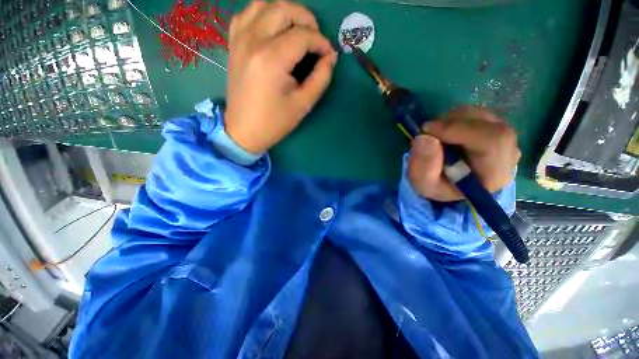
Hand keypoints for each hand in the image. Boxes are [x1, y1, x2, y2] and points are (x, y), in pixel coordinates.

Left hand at [224, 1, 337, 153]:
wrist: (244, 130)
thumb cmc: (275, 122)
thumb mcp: (303, 104)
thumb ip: (321, 78)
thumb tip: (330, 57)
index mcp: (272, 59)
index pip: (303, 35)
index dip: (321, 43)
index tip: (329, 56)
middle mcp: (253, 41)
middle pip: (284, 9)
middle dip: (307, 20)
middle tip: (316, 40)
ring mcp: (239, 39)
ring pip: (264, 4)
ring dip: (286, 12)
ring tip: (297, 31)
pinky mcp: (233, 43)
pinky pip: (247, 14)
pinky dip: (264, 14)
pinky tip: (273, 29)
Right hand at [408, 106, 519, 201]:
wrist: (451, 184)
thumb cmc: (438, 186)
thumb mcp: (424, 183)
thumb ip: (424, 166)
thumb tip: (424, 137)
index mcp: (494, 174)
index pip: (492, 142)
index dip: (459, 130)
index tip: (427, 130)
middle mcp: (508, 154)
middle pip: (489, 125)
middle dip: (453, 123)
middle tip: (428, 130)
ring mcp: (505, 139)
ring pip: (484, 116)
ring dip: (453, 119)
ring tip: (435, 133)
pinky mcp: (497, 129)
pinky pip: (480, 114)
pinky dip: (457, 117)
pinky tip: (445, 130)